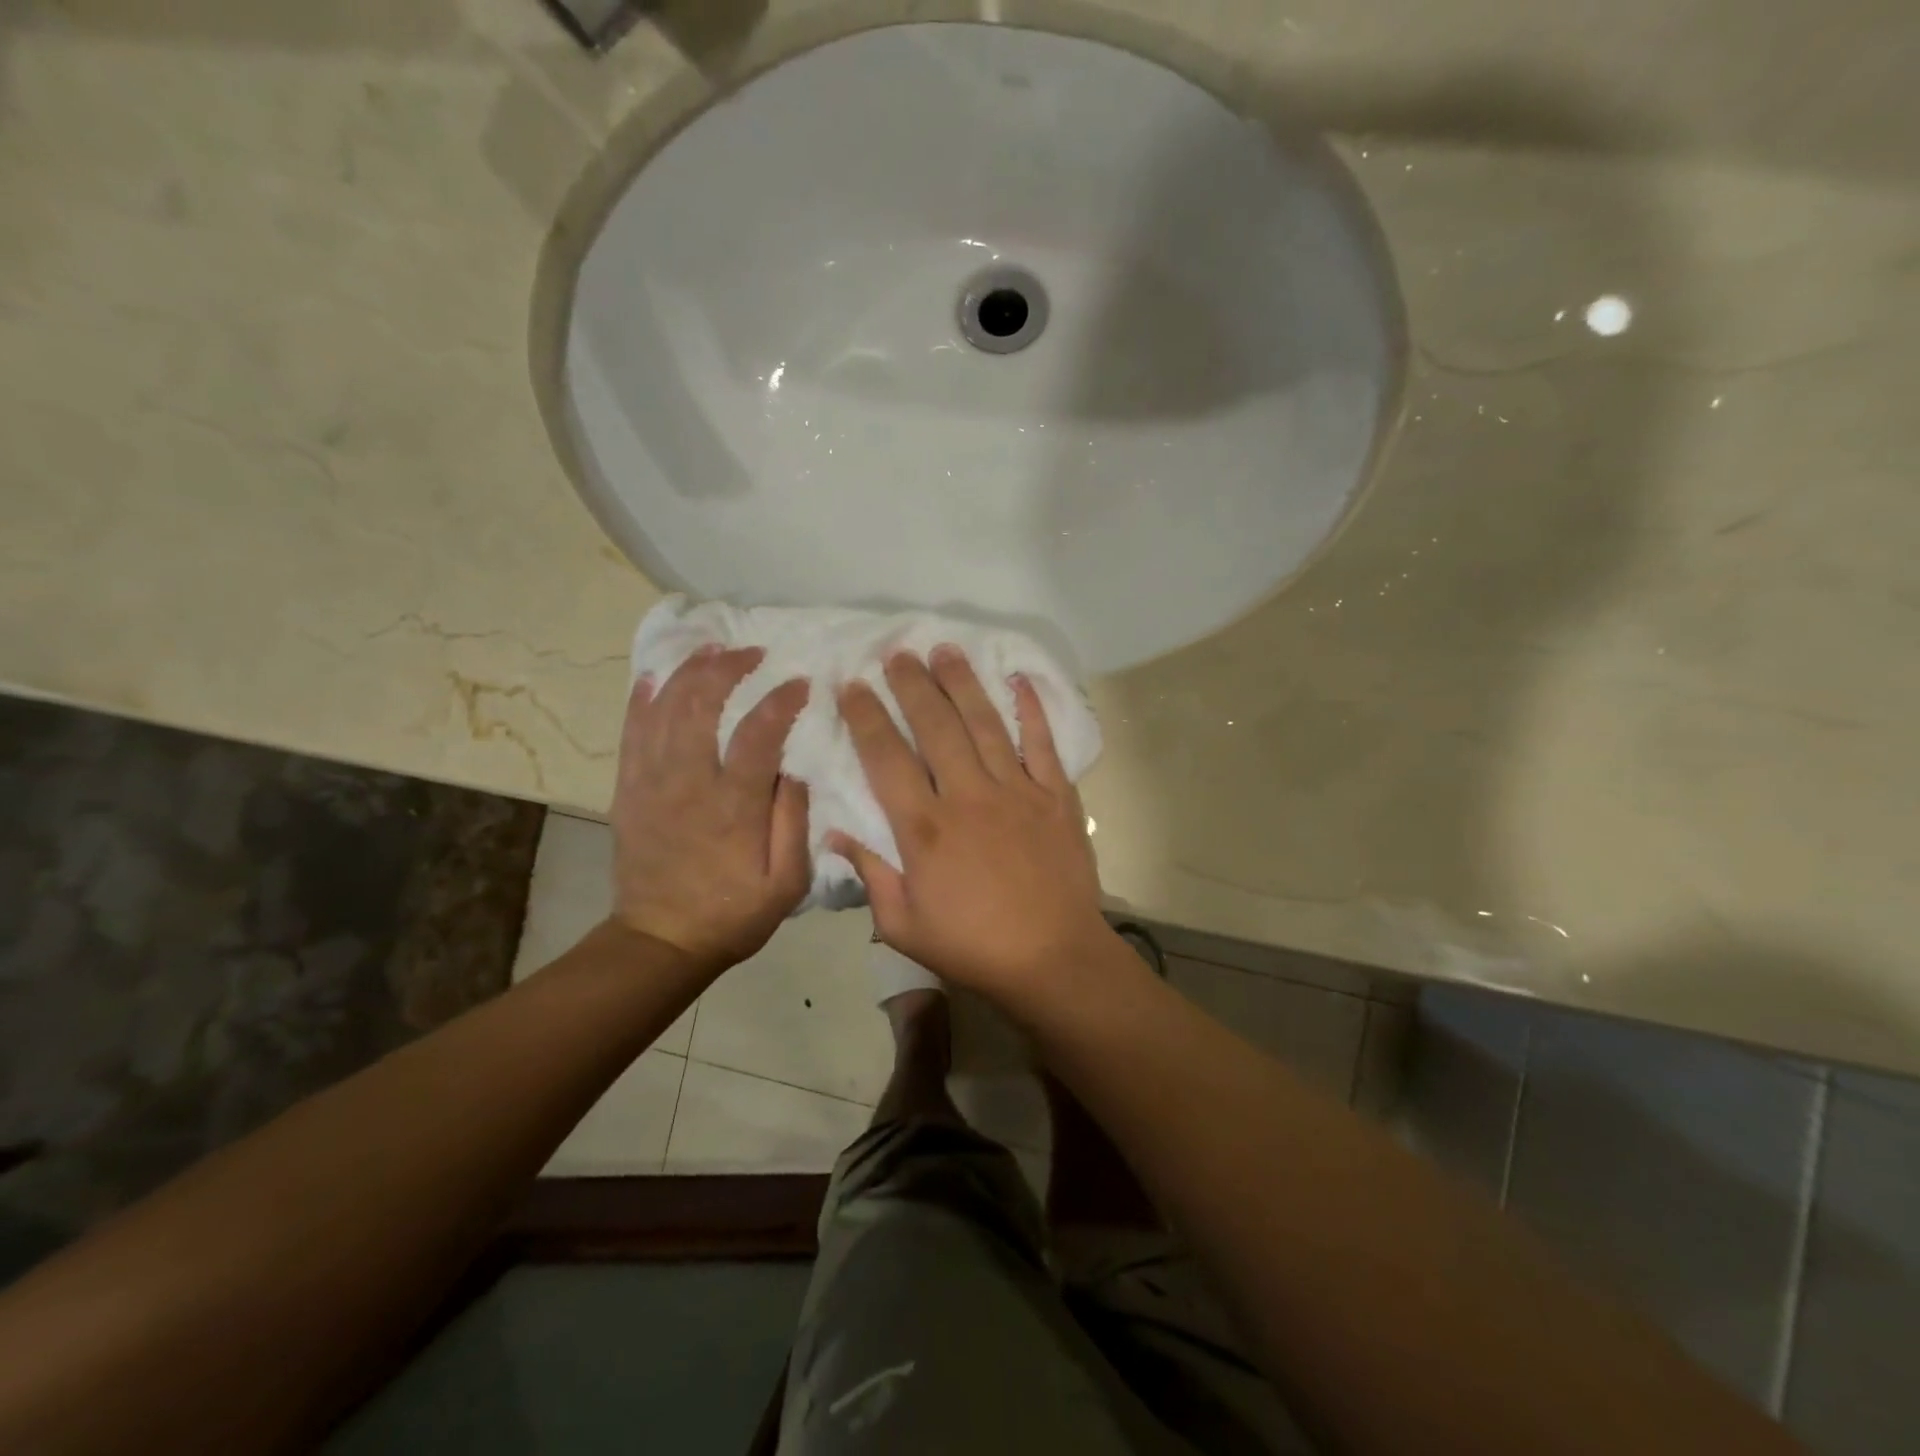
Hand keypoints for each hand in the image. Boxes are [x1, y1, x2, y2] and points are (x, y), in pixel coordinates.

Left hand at [609, 646, 810, 970]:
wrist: (661, 940)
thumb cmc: (733, 912)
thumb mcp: (787, 882)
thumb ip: (794, 821)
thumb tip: (795, 769)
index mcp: (734, 806)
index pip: (759, 734)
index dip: (781, 701)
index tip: (802, 683)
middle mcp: (689, 783)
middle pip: (702, 705)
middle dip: (728, 668)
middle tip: (752, 652)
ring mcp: (652, 783)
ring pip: (664, 710)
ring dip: (688, 672)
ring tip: (711, 650)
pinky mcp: (628, 790)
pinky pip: (631, 733)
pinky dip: (642, 700)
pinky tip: (654, 677)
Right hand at [828, 647, 1113, 999]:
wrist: (1053, 959)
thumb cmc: (973, 947)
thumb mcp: (904, 926)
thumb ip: (871, 876)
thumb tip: (835, 835)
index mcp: (925, 829)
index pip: (887, 758)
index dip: (866, 718)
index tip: (852, 686)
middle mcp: (968, 796)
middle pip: (935, 727)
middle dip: (912, 685)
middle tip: (897, 653)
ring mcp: (1017, 791)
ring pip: (984, 724)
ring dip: (962, 683)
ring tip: (944, 650)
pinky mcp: (1055, 795)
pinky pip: (1043, 742)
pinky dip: (1031, 709)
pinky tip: (1018, 679)